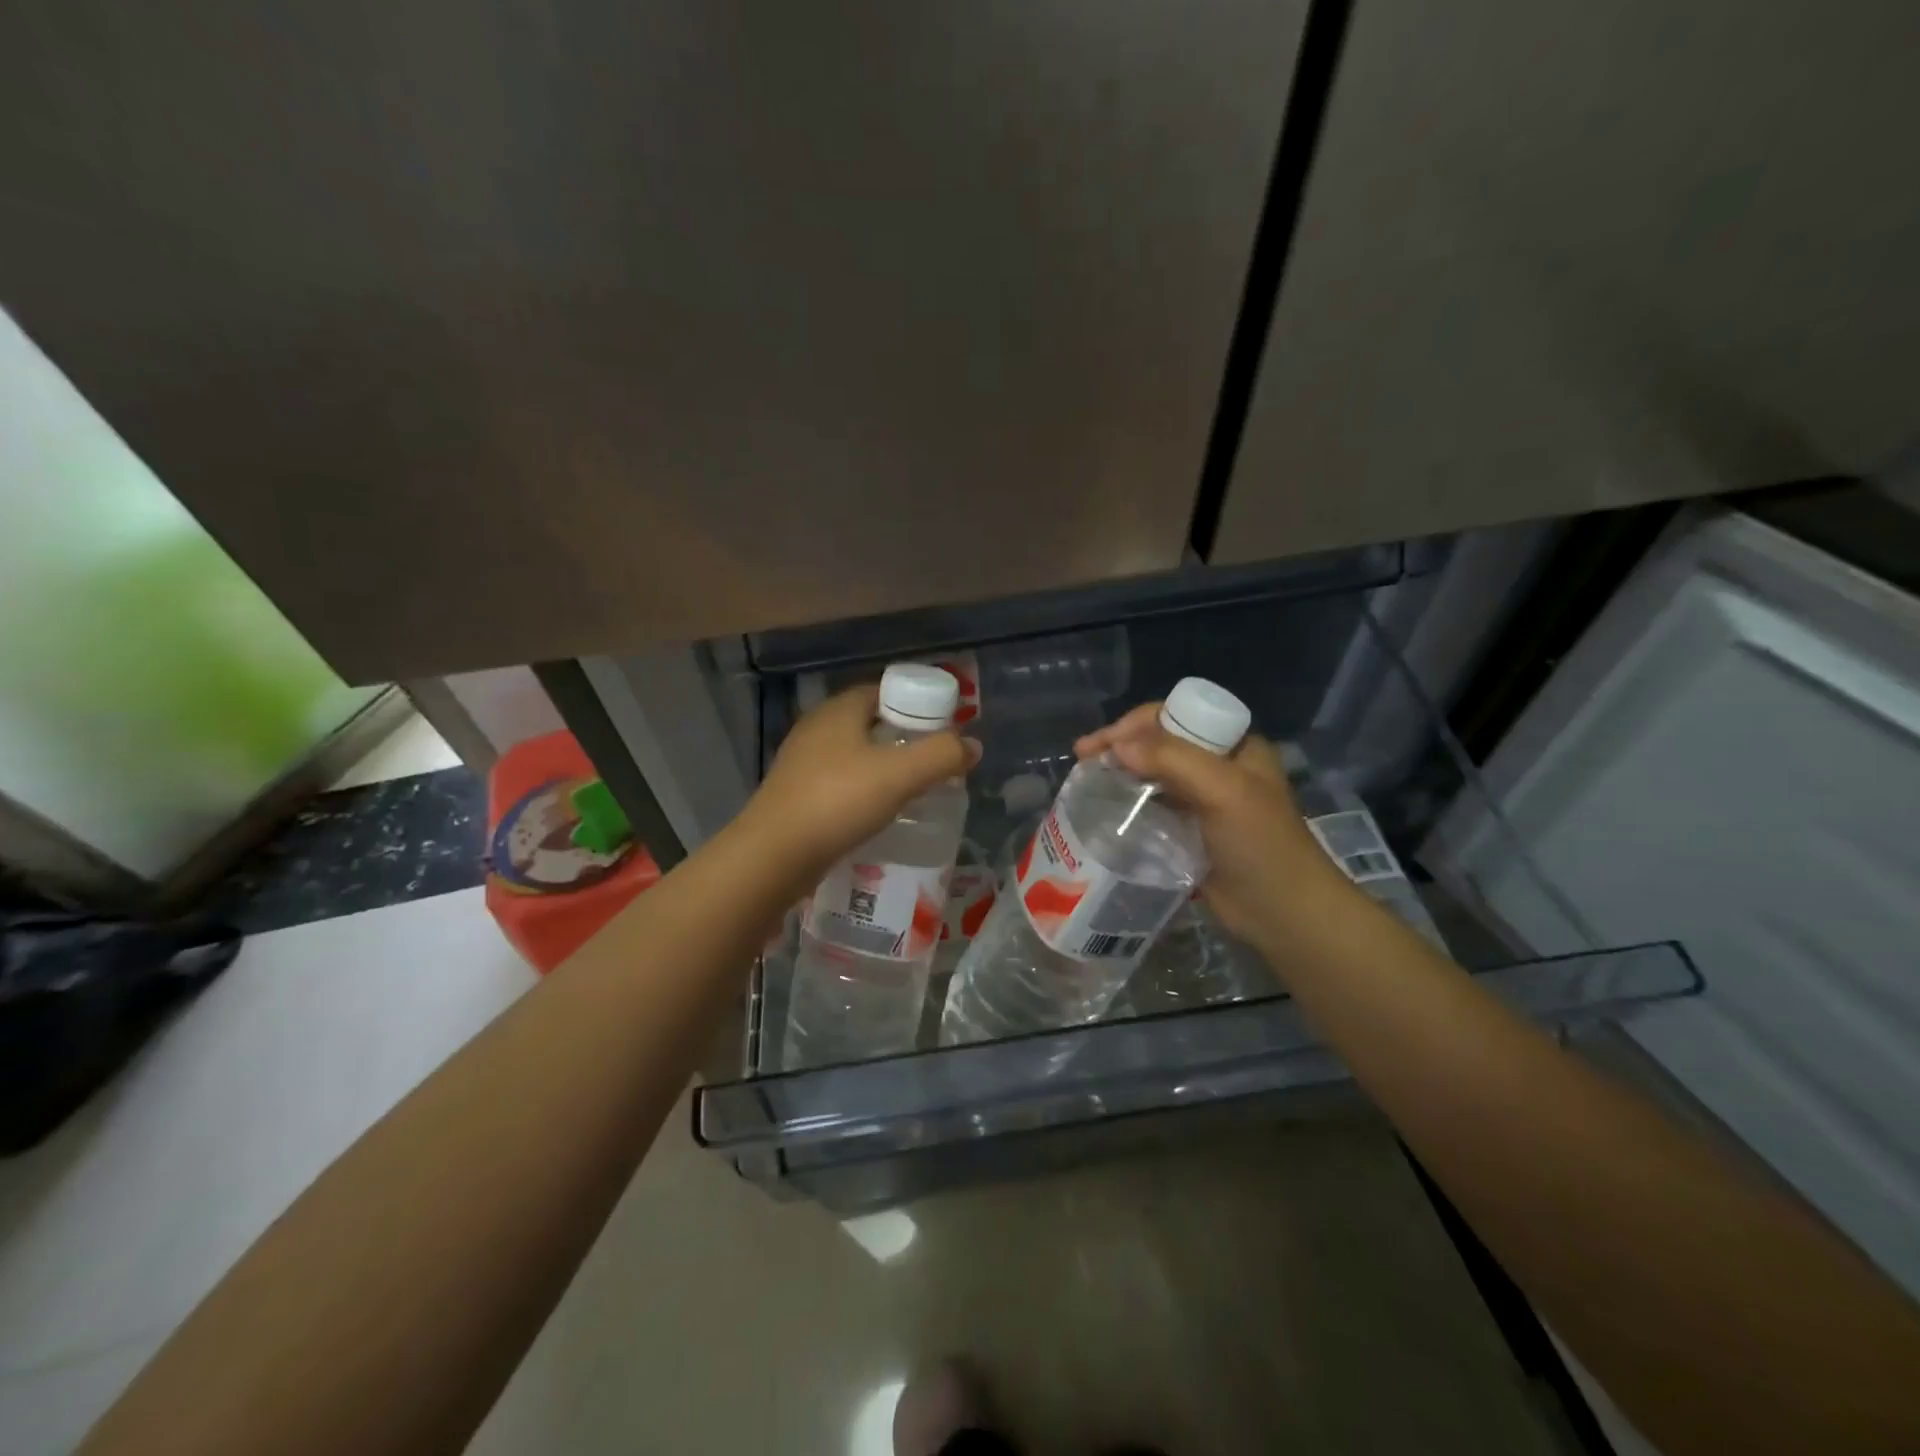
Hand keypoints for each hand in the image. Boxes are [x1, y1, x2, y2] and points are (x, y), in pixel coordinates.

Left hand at [741, 684, 979, 887]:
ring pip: (855, 755)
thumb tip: (972, 746)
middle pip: (870, 723)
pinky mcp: (796, 796)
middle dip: (904, 738)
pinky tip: (879, 813)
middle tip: (935, 761)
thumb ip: (941, 755)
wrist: (773, 857)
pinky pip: (840, 783)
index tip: (944, 728)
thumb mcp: (899, 775)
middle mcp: (817, 729)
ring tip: (914, 789)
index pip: (884, 691)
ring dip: (884, 767)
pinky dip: (864, 791)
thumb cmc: (837, 802)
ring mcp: (802, 763)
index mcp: (838, 710)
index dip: (917, 704)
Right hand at [1074, 706, 1357, 951]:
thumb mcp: (1223, 790)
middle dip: (1120, 746)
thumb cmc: (1260, 844)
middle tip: (1081, 759)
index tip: (1102, 743)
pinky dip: (1127, 803)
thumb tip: (1116, 745)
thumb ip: (1172, 760)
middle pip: (1159, 743)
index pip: (1175, 716)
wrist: (1283, 913)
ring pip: (1152, 774)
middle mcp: (1217, 766)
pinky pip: (1151, 807)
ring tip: (1084, 782)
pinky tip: (1104, 810)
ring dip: (1120, 773)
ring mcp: (1202, 800)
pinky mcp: (1188, 831)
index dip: (1135, 723)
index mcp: (1233, 745)